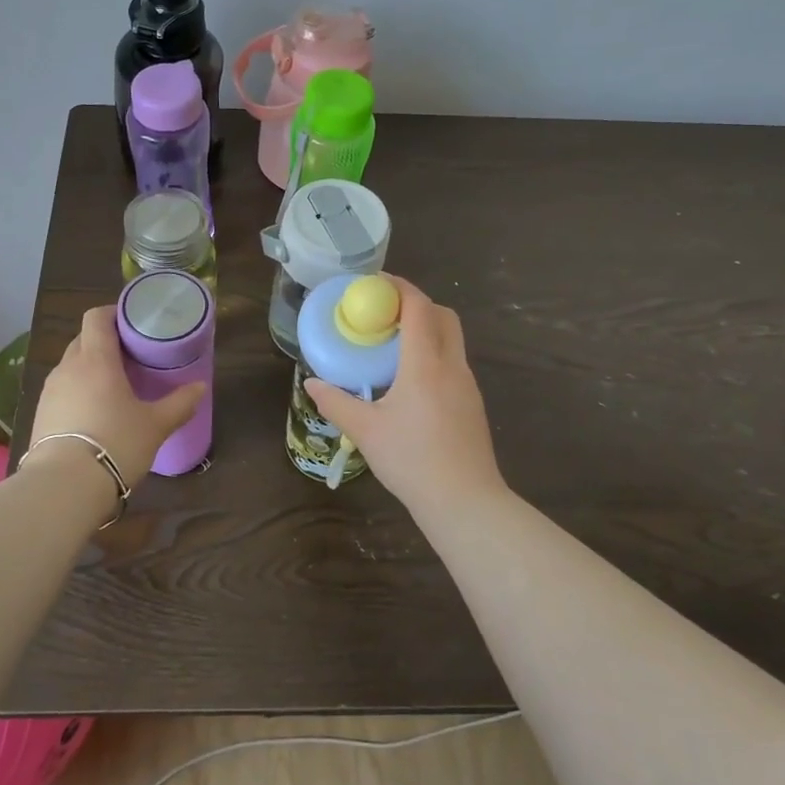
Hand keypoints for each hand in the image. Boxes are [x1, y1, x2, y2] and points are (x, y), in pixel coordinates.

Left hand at [28, 306, 205, 488]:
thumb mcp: (155, 425)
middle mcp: (68, 367)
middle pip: (83, 339)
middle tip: (131, 356)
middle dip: (105, 342)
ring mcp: (50, 391)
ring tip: (113, 386)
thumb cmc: (116, 444)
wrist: (64, 486)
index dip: (113, 313)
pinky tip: (93, 412)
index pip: (96, 317)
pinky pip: (62, 390)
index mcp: (96, 359)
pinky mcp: (40, 414)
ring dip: (90, 368)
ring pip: (71, 365)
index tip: (133, 323)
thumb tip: (200, 387)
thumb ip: (180, 403)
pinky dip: (78, 391)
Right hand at [305, 277, 506, 512]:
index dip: (399, 287)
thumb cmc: (412, 460)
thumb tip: (312, 385)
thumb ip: (337, 403)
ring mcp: (467, 385)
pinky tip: (411, 382)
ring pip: (451, 340)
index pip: (418, 307)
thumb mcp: (366, 431)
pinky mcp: (472, 404)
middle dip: (416, 304)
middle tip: (384, 313)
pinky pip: (454, 363)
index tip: (375, 283)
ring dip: (427, 330)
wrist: (465, 501)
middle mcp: (452, 365)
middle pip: (442, 315)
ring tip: (393, 346)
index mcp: (425, 363)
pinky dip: (434, 354)